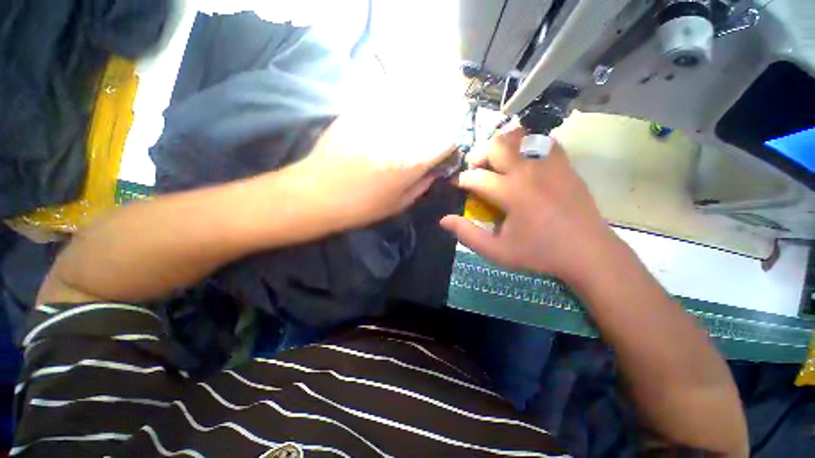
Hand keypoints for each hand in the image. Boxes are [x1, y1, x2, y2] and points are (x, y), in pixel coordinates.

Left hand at [286, 109, 455, 232]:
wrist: (320, 193)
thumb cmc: (362, 206)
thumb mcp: (398, 204)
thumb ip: (421, 185)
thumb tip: (433, 171)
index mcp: (413, 162)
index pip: (446, 142)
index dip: (448, 146)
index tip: (443, 152)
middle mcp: (402, 136)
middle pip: (431, 120)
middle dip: (435, 129)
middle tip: (426, 140)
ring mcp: (380, 121)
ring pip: (410, 107)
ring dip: (415, 117)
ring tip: (406, 130)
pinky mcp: (360, 113)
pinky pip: (385, 102)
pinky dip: (392, 108)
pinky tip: (386, 121)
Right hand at [440, 126, 618, 283]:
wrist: (589, 252)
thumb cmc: (540, 253)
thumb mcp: (497, 251)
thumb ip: (467, 234)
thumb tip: (444, 220)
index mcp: (511, 193)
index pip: (475, 177)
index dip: (460, 180)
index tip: (456, 186)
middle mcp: (529, 171)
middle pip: (495, 145)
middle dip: (478, 156)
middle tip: (476, 172)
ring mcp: (550, 164)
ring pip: (518, 136)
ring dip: (501, 147)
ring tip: (497, 165)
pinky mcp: (564, 164)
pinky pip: (541, 140)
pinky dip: (526, 145)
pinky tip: (523, 162)